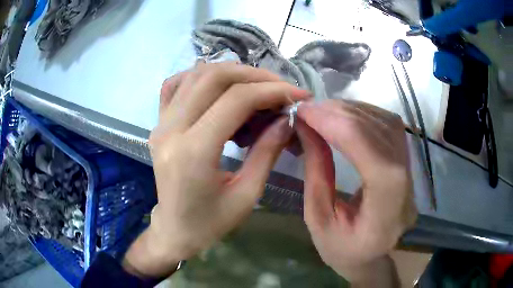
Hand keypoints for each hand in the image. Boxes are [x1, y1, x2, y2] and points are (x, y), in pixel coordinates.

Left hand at [122, 62, 309, 277]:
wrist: (174, 230)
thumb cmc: (210, 223)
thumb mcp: (247, 195)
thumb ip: (267, 151)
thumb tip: (286, 118)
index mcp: (193, 152)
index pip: (236, 100)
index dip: (272, 90)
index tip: (298, 94)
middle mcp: (171, 130)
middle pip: (214, 77)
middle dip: (254, 76)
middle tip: (280, 88)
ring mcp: (160, 124)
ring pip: (195, 75)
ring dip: (231, 73)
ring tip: (256, 88)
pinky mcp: (158, 124)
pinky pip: (175, 85)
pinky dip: (200, 77)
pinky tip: (218, 88)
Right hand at [295, 100, 416, 284]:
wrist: (370, 254)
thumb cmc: (341, 249)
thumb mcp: (318, 220)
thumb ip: (316, 173)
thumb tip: (307, 129)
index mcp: (385, 216)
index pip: (373, 159)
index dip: (340, 128)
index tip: (306, 114)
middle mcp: (406, 188)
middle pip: (382, 135)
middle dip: (343, 115)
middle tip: (309, 109)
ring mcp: (411, 172)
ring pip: (388, 124)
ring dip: (352, 110)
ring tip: (323, 111)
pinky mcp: (406, 162)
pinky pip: (389, 126)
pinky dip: (363, 113)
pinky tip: (343, 115)